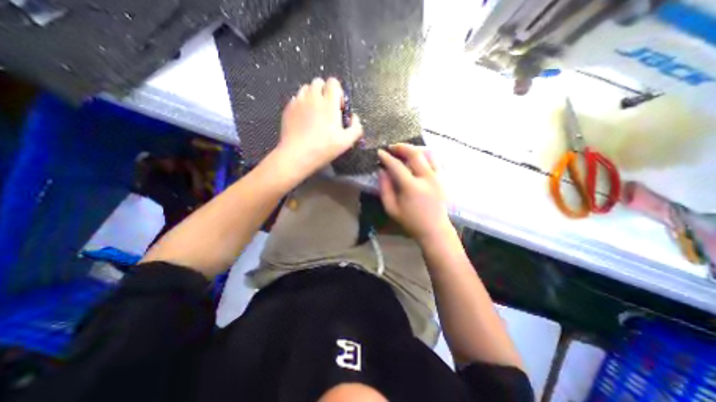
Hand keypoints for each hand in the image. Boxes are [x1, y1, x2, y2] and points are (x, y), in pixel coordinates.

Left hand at [275, 75, 364, 178]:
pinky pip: (296, 98)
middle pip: (319, 82)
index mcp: (329, 103)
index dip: (338, 92)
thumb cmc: (323, 149)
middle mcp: (313, 98)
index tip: (338, 107)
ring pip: (306, 88)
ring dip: (313, 96)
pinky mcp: (288, 108)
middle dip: (325, 91)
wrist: (297, 155)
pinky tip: (304, 119)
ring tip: (315, 112)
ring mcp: (298, 102)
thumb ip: (356, 127)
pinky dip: (302, 104)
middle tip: (327, 109)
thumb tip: (354, 117)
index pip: (333, 82)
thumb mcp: (346, 142)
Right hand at [377, 145, 448, 244]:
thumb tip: (382, 171)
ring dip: (415, 149)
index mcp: (412, 187)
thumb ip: (385, 189)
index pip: (397, 166)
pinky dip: (427, 155)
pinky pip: (437, 160)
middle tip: (392, 147)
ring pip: (428, 153)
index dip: (386, 157)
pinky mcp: (444, 179)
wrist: (435, 230)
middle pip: (415, 153)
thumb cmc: (411, 221)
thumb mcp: (392, 209)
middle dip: (402, 147)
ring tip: (406, 151)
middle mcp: (427, 178)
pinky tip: (420, 158)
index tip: (380, 152)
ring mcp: (438, 177)